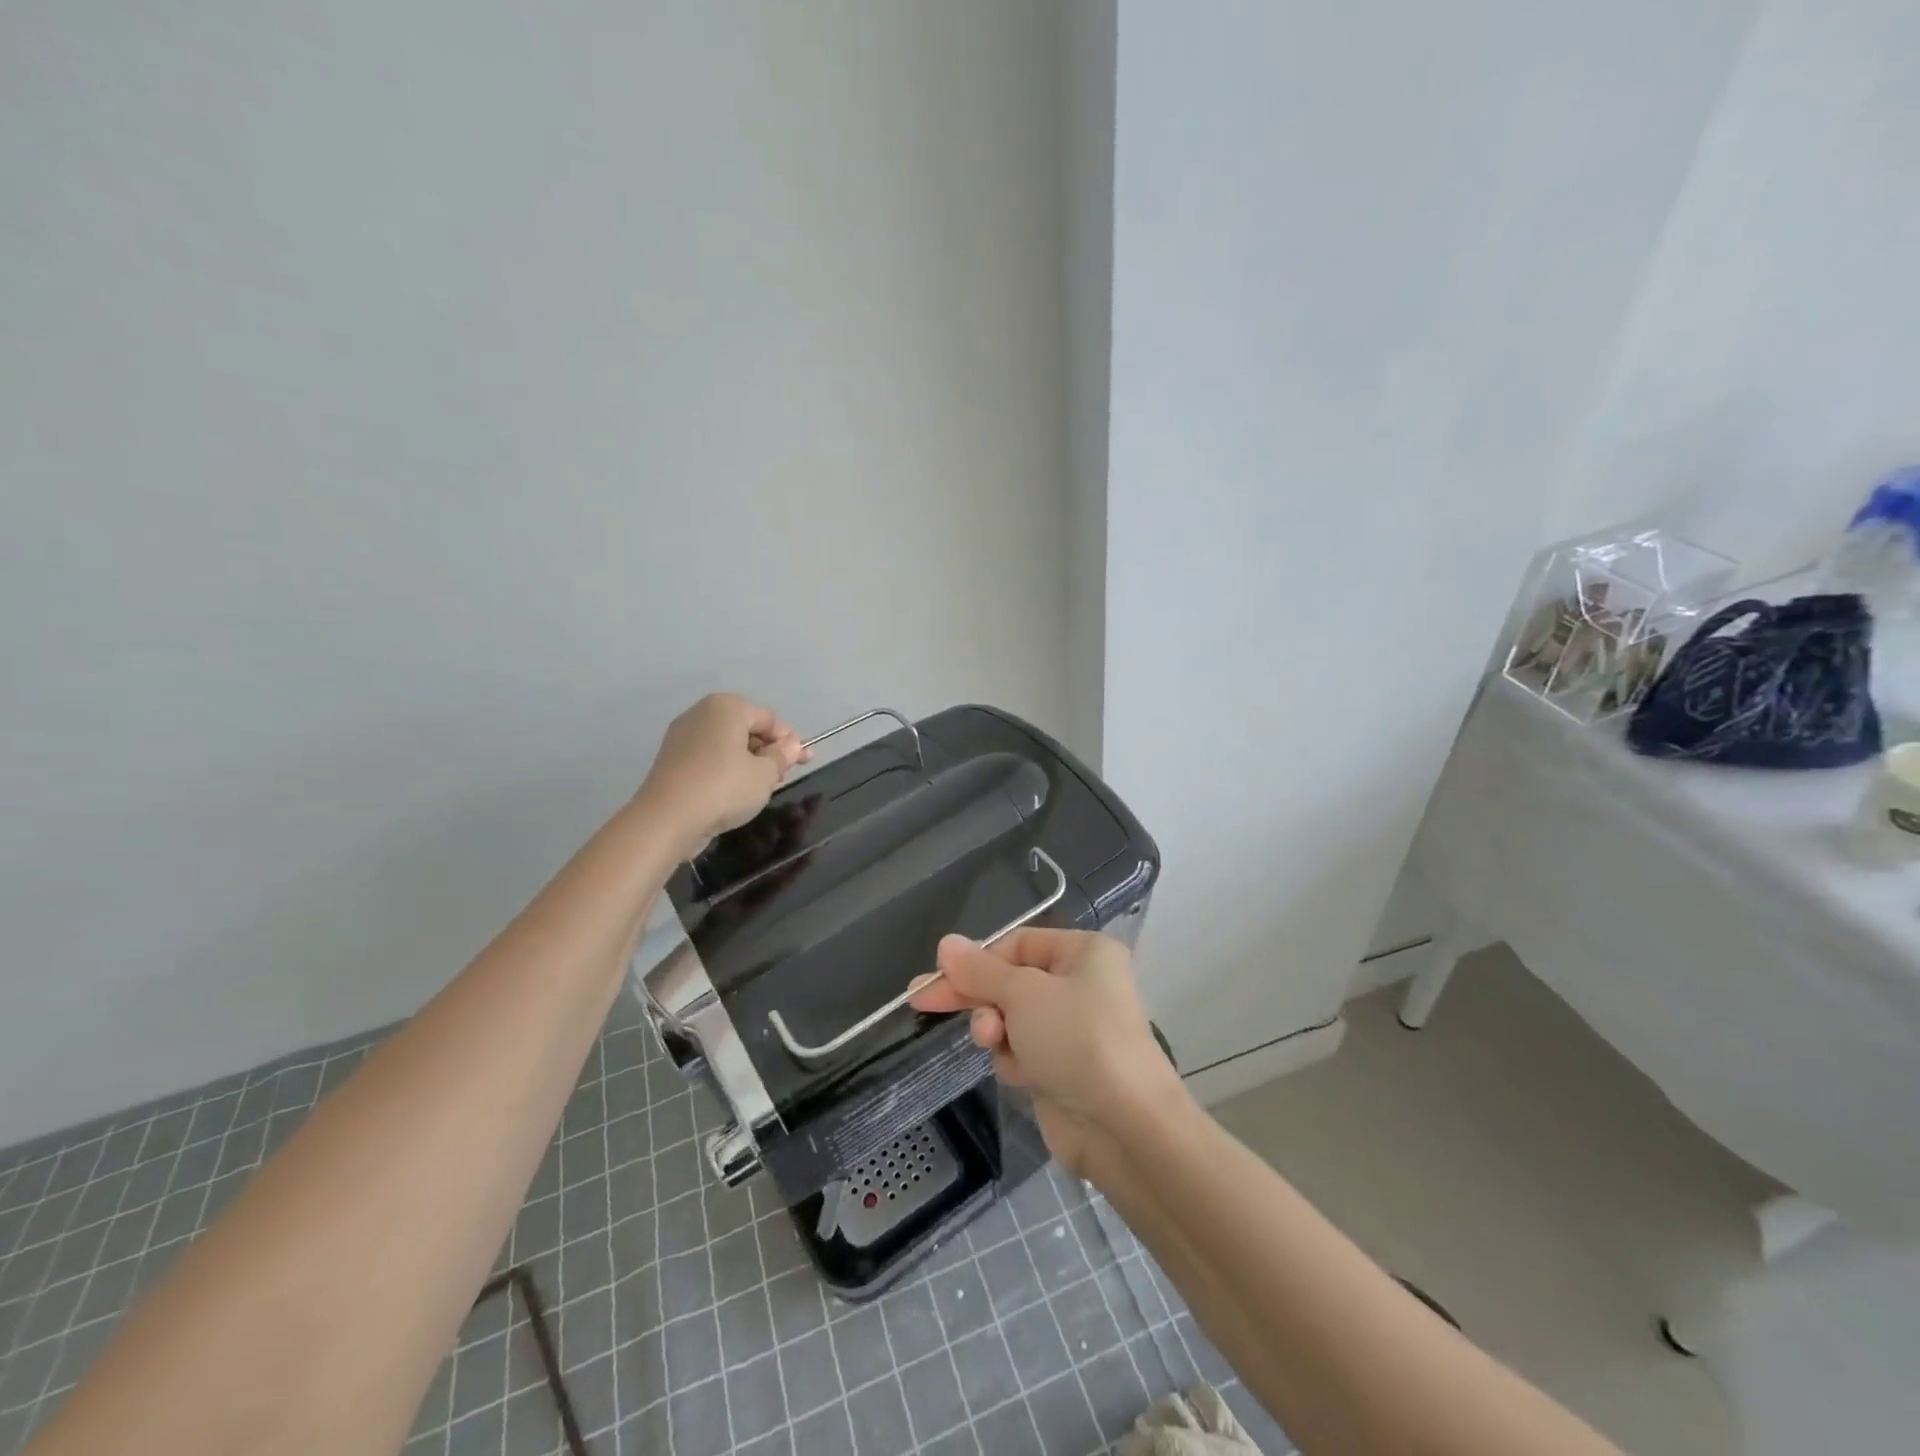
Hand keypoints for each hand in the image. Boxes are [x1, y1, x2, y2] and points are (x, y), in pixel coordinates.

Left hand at [635, 694, 809, 859]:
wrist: (667, 819)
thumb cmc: (724, 787)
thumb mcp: (765, 773)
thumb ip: (782, 756)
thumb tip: (791, 746)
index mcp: (727, 707)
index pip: (770, 719)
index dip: (791, 740)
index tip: (805, 763)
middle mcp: (702, 713)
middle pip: (747, 729)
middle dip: (769, 751)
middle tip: (783, 777)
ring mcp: (682, 737)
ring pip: (728, 745)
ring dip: (749, 763)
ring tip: (762, 788)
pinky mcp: (672, 761)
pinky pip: (709, 759)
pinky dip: (727, 771)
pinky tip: (735, 793)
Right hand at [909, 929, 1183, 1177]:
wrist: (1124, 1126)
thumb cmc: (1076, 1039)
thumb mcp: (1022, 993)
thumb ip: (980, 970)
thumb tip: (946, 943)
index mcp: (1084, 953)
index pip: (1017, 943)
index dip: (977, 959)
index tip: (937, 975)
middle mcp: (1081, 984)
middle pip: (1011, 980)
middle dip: (977, 995)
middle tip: (924, 1002)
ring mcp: (1073, 1029)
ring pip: (1011, 1018)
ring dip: (997, 1030)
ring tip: (995, 1042)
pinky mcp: (1063, 1068)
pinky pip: (1022, 1051)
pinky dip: (1014, 1060)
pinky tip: (1023, 1074)